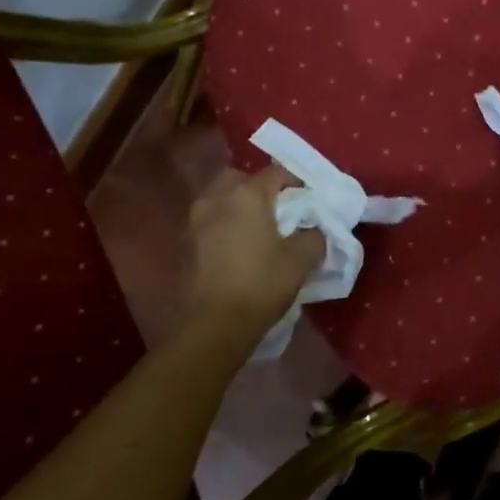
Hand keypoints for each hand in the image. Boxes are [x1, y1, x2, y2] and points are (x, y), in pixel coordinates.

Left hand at [177, 167, 324, 353]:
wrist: (211, 326)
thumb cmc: (260, 284)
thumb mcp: (301, 260)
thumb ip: (314, 235)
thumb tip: (314, 229)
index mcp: (246, 194)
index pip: (275, 173)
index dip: (296, 182)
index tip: (309, 199)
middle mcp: (216, 198)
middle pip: (240, 179)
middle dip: (259, 188)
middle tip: (278, 209)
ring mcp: (194, 220)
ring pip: (220, 199)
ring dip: (238, 207)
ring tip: (257, 229)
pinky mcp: (184, 244)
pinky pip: (209, 222)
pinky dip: (224, 226)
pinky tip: (237, 247)